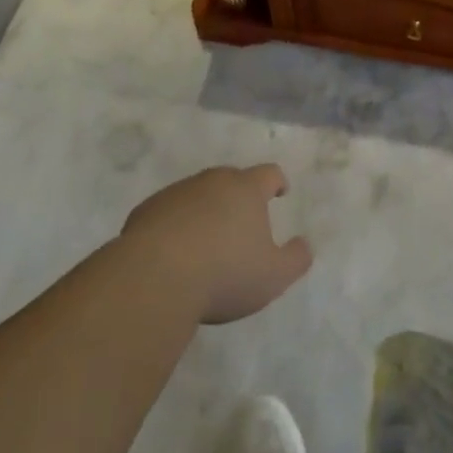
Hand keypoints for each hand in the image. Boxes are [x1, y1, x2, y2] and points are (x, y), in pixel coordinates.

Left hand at [122, 165, 312, 324]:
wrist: (154, 278)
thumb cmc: (224, 274)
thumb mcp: (273, 276)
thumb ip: (296, 259)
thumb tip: (304, 244)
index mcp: (246, 189)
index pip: (268, 173)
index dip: (277, 182)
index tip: (280, 191)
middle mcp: (212, 181)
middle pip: (231, 179)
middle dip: (239, 196)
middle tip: (243, 221)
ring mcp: (177, 193)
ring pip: (198, 194)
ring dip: (206, 210)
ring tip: (207, 241)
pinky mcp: (147, 210)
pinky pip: (169, 212)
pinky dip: (176, 224)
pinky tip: (175, 252)